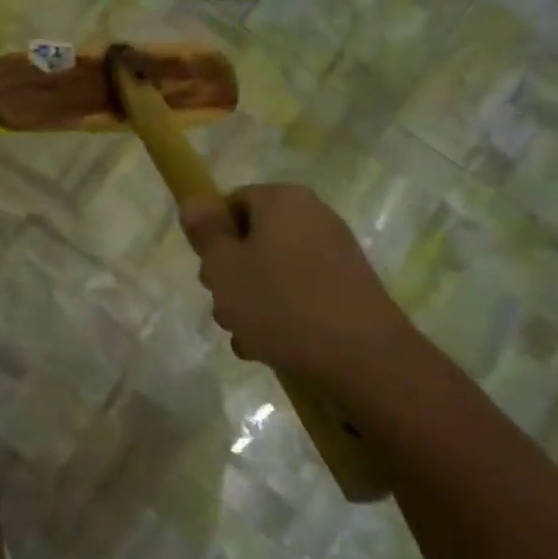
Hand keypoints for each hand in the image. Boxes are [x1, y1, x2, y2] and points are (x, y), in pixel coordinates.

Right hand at [179, 184, 414, 388]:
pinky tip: (270, 347)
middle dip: (230, 276)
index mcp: (282, 200)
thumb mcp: (225, 267)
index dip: (212, 237)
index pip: (231, 204)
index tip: (209, 271)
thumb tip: (194, 202)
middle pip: (250, 240)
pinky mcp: (345, 289)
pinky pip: (297, 294)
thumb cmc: (282, 303)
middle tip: (224, 306)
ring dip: (250, 303)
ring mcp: (333, 254)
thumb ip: (205, 232)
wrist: (363, 358)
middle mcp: (312, 217)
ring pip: (270, 272)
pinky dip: (280, 316)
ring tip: (247, 336)